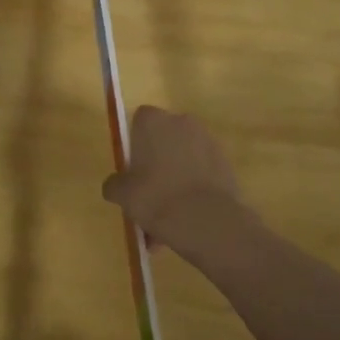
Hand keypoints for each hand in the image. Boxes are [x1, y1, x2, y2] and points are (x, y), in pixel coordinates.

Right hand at [101, 107, 246, 257]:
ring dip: (177, 176)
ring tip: (168, 214)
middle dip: (157, 161)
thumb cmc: (156, 197)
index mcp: (154, 121)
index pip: (140, 119)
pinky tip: (187, 216)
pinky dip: (195, 187)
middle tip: (149, 191)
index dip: (135, 142)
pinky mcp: (225, 162)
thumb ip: (114, 185)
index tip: (133, 167)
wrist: (207, 219)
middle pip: (164, 138)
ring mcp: (208, 141)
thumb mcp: (123, 194)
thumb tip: (114, 185)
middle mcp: (182, 122)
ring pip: (184, 157)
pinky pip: (202, 171)